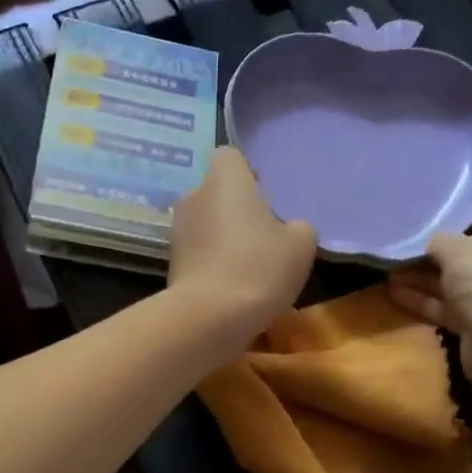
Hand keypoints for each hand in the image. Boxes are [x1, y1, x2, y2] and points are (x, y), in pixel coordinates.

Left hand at [168, 147, 316, 349]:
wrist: (209, 316)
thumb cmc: (259, 267)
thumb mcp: (300, 245)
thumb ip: (297, 227)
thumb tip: (287, 229)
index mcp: (224, 181)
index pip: (228, 155)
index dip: (246, 171)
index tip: (262, 192)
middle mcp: (194, 197)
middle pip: (215, 191)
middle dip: (234, 206)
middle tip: (261, 232)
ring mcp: (177, 231)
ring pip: (204, 222)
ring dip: (222, 235)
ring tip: (248, 263)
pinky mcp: (171, 262)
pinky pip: (197, 251)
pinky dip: (211, 261)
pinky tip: (231, 285)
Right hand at [389, 206, 471, 393]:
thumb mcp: (461, 249)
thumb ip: (442, 240)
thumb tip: (433, 244)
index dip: (463, 215)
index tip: (430, 217)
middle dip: (436, 251)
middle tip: (402, 246)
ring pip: (456, 282)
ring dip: (423, 277)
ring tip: (389, 269)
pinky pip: (448, 307)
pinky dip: (424, 300)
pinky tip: (394, 292)